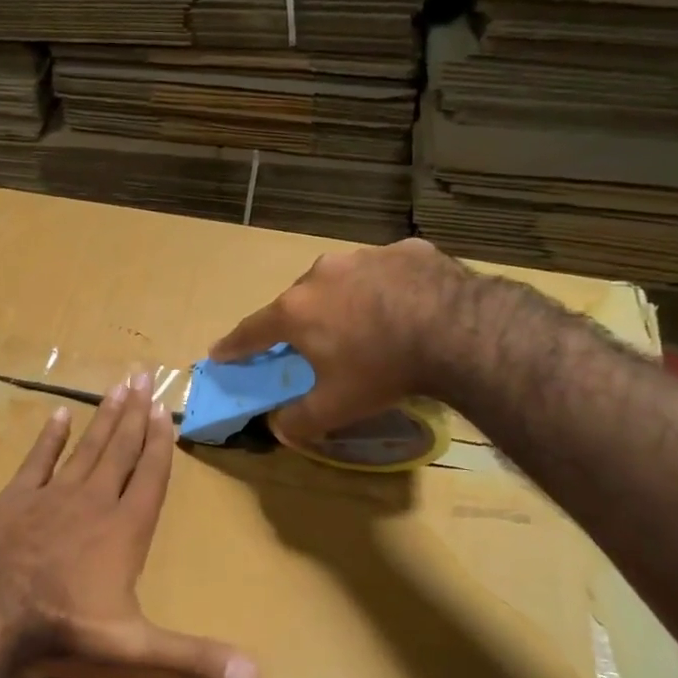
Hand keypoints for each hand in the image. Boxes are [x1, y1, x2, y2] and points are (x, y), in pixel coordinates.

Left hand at [0, 373, 258, 677]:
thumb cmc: (67, 622)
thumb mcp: (136, 643)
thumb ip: (194, 655)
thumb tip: (257, 676)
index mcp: (126, 527)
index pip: (151, 476)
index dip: (161, 443)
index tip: (166, 410)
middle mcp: (95, 500)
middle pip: (121, 449)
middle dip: (136, 413)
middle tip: (145, 375)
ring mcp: (53, 494)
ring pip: (87, 447)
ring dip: (104, 416)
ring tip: (119, 385)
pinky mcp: (16, 497)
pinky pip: (38, 459)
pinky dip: (49, 437)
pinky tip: (58, 412)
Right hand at [210, 238, 472, 442]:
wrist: (458, 331)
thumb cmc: (383, 369)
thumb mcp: (336, 407)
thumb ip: (299, 420)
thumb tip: (279, 427)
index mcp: (296, 311)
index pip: (251, 331)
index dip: (234, 346)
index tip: (220, 352)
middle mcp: (322, 275)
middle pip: (299, 302)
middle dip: (300, 322)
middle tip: (313, 345)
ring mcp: (365, 256)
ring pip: (342, 281)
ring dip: (345, 301)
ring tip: (368, 327)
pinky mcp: (406, 249)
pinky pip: (386, 272)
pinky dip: (387, 289)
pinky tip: (407, 309)